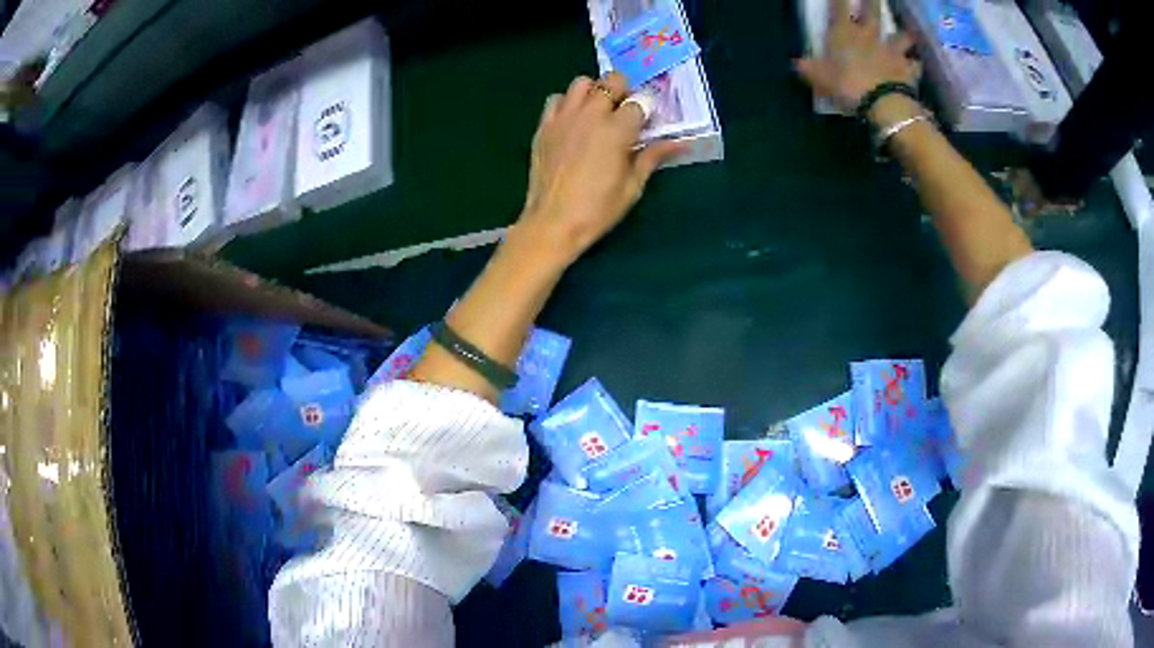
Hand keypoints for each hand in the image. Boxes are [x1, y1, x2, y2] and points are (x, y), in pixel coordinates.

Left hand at [517, 73, 682, 266]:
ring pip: (581, 82)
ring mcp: (564, 117)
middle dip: (623, 91)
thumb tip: (679, 143)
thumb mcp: (633, 186)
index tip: (646, 123)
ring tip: (597, 112)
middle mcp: (591, 114)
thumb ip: (652, 157)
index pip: (640, 103)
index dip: (646, 111)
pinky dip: (567, 103)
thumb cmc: (598, 209)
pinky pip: (556, 99)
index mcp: (617, 130)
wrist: (552, 222)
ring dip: (594, 91)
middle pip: (612, 81)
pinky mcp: (544, 126)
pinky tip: (573, 121)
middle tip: (623, 111)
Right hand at [795, 0, 919, 111]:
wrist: (882, 103)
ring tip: (905, 33)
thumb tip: (795, 64)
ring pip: (901, 36)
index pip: (839, 6)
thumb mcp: (818, 78)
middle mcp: (869, 35)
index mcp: (844, 32)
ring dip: (903, 34)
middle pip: (873, 11)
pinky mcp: (908, 69)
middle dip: (873, 1)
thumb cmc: (846, 84)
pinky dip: (915, 64)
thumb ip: (808, 68)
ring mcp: (892, 51)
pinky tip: (915, 64)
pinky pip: (915, 65)